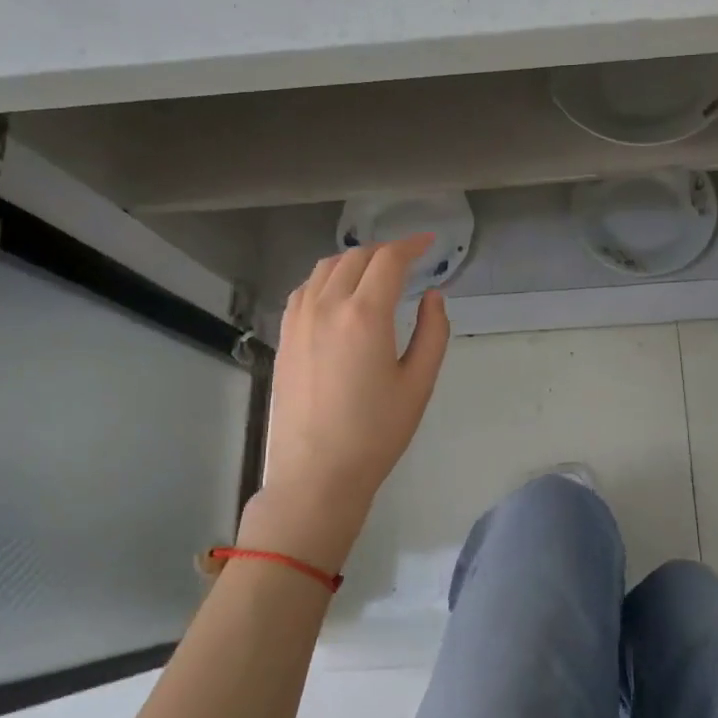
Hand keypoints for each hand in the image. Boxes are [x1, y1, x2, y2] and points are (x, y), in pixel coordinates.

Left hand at [253, 235, 450, 568]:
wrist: (317, 474)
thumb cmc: (376, 432)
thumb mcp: (418, 383)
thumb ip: (432, 332)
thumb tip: (433, 296)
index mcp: (365, 315)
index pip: (388, 261)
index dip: (411, 245)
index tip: (428, 243)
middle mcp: (327, 307)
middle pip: (355, 257)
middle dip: (384, 251)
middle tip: (407, 260)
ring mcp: (299, 320)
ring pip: (325, 268)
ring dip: (354, 260)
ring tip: (374, 271)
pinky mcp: (285, 337)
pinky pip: (305, 289)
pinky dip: (326, 278)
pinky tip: (338, 294)